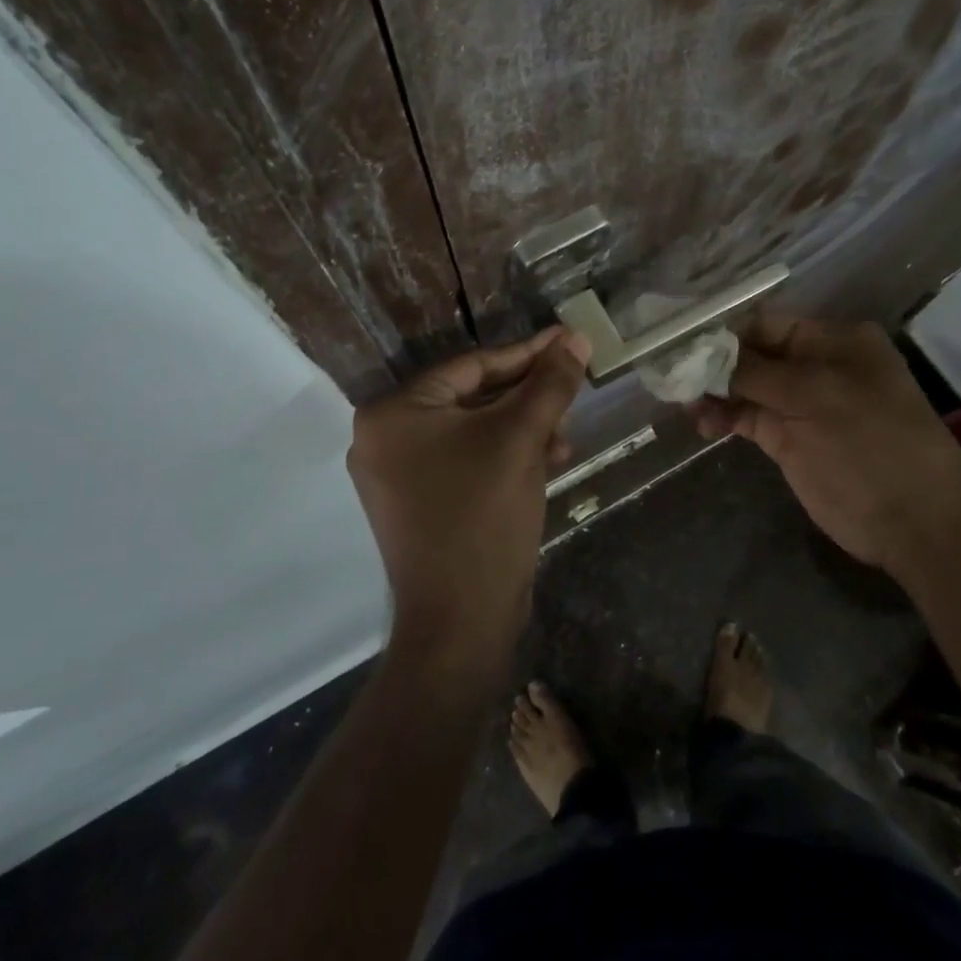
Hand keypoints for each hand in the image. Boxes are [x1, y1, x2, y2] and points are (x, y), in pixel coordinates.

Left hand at [348, 328, 590, 668]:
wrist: (461, 623)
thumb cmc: (483, 516)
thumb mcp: (520, 439)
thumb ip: (549, 384)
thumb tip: (575, 337)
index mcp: (393, 413)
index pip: (471, 366)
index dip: (527, 354)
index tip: (568, 341)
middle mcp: (384, 438)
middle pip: (472, 397)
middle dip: (528, 397)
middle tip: (572, 387)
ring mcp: (399, 474)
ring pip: (473, 431)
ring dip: (523, 429)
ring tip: (564, 438)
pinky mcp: (419, 502)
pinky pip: (467, 460)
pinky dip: (505, 456)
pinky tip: (546, 461)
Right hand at [692, 313, 960, 574]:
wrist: (914, 520)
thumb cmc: (870, 441)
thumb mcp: (814, 395)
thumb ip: (754, 371)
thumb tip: (703, 354)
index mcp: (833, 340)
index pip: (766, 323)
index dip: (725, 332)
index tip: (683, 344)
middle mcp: (815, 365)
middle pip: (751, 354)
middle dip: (713, 363)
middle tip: (673, 375)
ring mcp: (800, 404)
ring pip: (744, 386)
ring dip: (713, 392)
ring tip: (685, 404)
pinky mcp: (788, 438)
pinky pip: (747, 417)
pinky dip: (723, 417)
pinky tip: (702, 423)